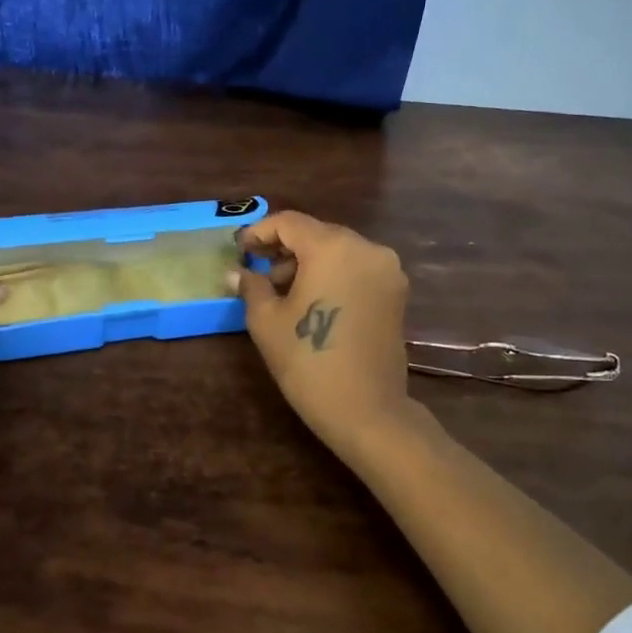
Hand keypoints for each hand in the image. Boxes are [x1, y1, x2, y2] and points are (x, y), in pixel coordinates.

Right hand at [233, 211, 418, 459]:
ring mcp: (386, 269)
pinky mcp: (396, 292)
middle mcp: (366, 248)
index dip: (259, 232)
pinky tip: (312, 298)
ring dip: (309, 261)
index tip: (240, 250)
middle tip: (257, 269)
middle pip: (317, 233)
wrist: (366, 410)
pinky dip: (332, 273)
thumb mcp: (267, 321)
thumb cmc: (308, 361)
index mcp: (332, 247)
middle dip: (284, 247)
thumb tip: (236, 271)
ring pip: (338, 250)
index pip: (289, 222)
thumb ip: (252, 286)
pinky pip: (356, 268)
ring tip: (282, 289)